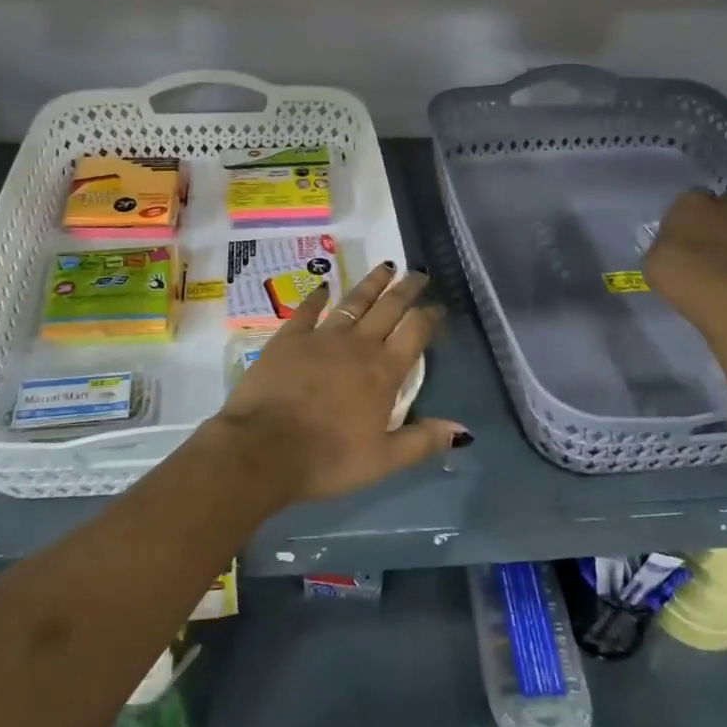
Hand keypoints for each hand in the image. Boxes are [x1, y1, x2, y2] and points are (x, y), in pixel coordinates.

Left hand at [209, 264, 467, 503]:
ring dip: (372, 283)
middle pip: (388, 308)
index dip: (429, 317)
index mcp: (384, 371)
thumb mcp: (383, 461)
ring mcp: (322, 337)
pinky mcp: (289, 338)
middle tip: (418, 273)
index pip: (414, 332)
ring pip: (354, 301)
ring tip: (386, 266)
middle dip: (406, 289)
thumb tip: (464, 430)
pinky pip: (308, 310)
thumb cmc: (327, 459)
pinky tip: (325, 285)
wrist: (262, 449)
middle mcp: (358, 345)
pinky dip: (318, 296)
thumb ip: (423, 441)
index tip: (437, 306)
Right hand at [644, 190, 726, 304]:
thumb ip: (670, 246)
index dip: (696, 209)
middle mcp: (726, 208)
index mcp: (691, 204)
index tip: (692, 223)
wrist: (711, 285)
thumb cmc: (670, 265)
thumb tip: (673, 253)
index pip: (695, 196)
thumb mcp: (657, 254)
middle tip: (723, 229)